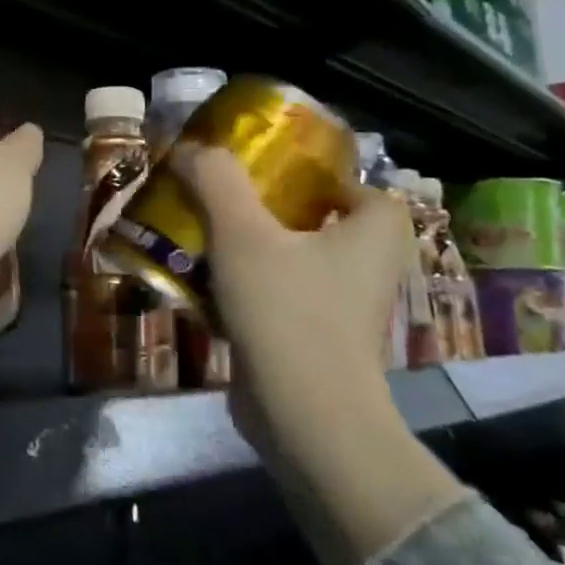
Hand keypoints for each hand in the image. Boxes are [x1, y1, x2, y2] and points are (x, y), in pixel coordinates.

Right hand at [170, 144, 466, 564]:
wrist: (306, 417)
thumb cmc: (288, 311)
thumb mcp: (242, 232)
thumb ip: (216, 179)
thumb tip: (190, 148)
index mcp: (374, 232)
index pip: (353, 185)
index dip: (311, 173)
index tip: (260, 172)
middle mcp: (369, 268)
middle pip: (314, 221)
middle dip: (265, 209)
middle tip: (219, 198)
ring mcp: (343, 310)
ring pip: (292, 261)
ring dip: (249, 248)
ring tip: (200, 234)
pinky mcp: (315, 342)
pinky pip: (279, 297)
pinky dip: (246, 287)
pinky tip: (201, 283)